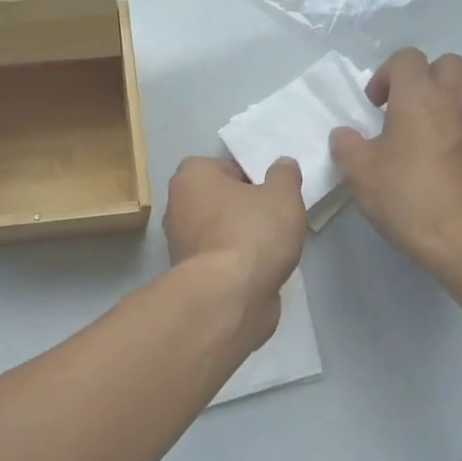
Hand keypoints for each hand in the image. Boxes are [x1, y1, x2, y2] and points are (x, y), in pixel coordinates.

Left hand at [163, 156, 306, 347]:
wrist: (229, 295)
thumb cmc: (253, 232)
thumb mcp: (283, 195)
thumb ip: (284, 175)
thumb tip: (282, 165)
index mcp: (191, 176)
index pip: (224, 167)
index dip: (251, 178)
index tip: (272, 195)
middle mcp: (177, 206)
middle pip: (219, 200)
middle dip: (243, 208)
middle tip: (274, 219)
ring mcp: (178, 243)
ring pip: (218, 231)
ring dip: (240, 237)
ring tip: (270, 247)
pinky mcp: (188, 274)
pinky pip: (218, 258)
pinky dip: (234, 262)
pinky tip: (257, 270)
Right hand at [330, 48, 461, 280]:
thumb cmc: (407, 199)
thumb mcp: (359, 174)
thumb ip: (346, 146)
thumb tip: (345, 135)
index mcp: (420, 96)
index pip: (406, 58)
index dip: (386, 75)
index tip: (375, 106)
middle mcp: (455, 98)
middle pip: (446, 64)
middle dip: (423, 79)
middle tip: (403, 111)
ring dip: (446, 98)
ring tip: (425, 130)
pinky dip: (460, 126)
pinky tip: (443, 160)